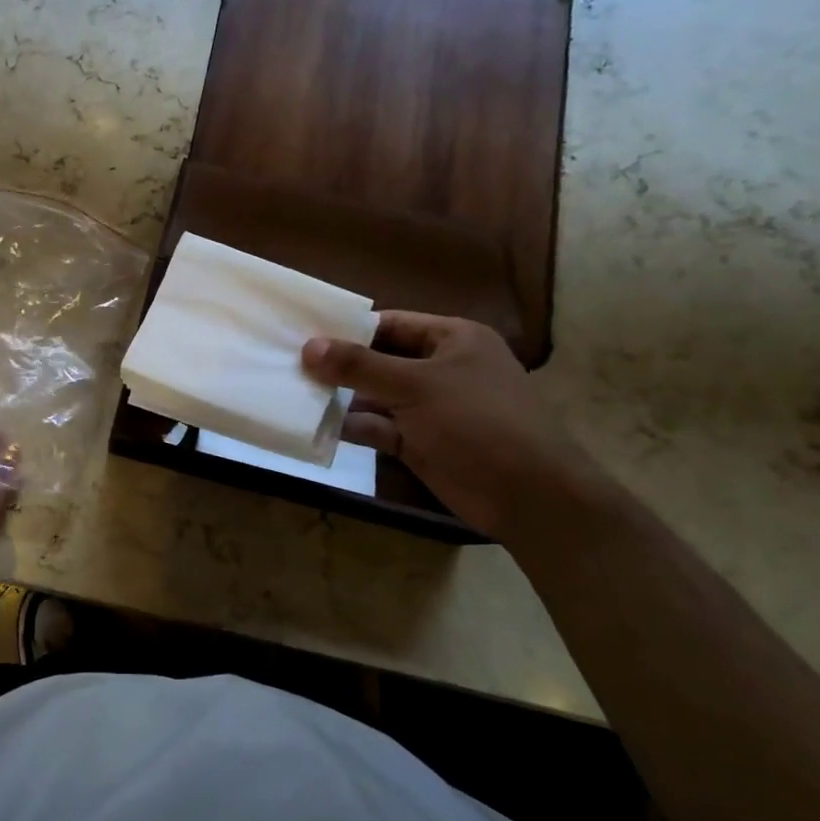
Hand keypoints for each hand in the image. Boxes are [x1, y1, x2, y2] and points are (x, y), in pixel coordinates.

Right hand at [302, 312, 606, 541]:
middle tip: (290, 364)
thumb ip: (359, 366)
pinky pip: (381, 427)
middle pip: (381, 360)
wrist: (529, 496)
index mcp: (454, 339)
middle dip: (341, 365)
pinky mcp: (422, 443)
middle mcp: (442, 369)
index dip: (349, 329)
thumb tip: (308, 347)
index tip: (305, 334)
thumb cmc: (477, 422)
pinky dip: (354, 426)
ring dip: (342, 397)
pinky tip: (315, 425)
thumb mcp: (415, 385)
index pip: (392, 324)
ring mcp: (432, 409)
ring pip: (378, 396)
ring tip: (294, 392)